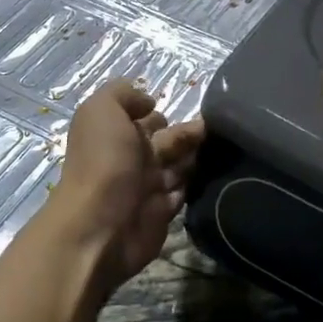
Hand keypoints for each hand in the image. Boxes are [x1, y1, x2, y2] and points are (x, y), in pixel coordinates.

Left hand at [49, 79, 204, 292]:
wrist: (100, 227)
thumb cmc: (103, 162)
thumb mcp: (102, 110)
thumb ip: (123, 94)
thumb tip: (149, 102)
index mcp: (117, 133)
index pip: (146, 117)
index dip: (163, 112)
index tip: (191, 107)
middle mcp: (132, 158)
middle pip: (168, 140)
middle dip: (189, 133)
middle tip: (216, 129)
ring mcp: (147, 187)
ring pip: (179, 165)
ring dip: (197, 157)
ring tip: (222, 149)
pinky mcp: (162, 213)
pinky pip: (184, 193)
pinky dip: (197, 184)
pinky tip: (216, 173)